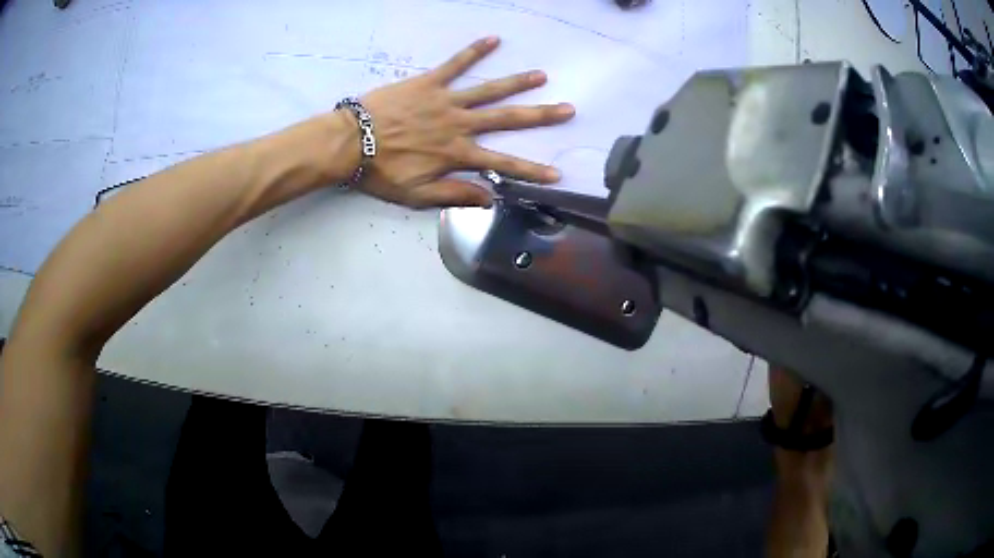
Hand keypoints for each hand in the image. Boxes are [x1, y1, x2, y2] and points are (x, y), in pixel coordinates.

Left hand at [356, 36, 575, 207]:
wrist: (349, 143)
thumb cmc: (381, 172)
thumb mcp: (417, 195)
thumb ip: (455, 195)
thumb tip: (490, 198)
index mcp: (458, 154)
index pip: (503, 164)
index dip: (531, 171)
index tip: (557, 174)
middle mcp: (460, 125)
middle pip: (507, 120)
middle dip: (540, 116)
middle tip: (567, 109)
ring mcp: (446, 101)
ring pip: (488, 90)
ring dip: (517, 82)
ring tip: (541, 75)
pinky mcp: (429, 83)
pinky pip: (455, 65)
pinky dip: (473, 51)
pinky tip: (493, 39)